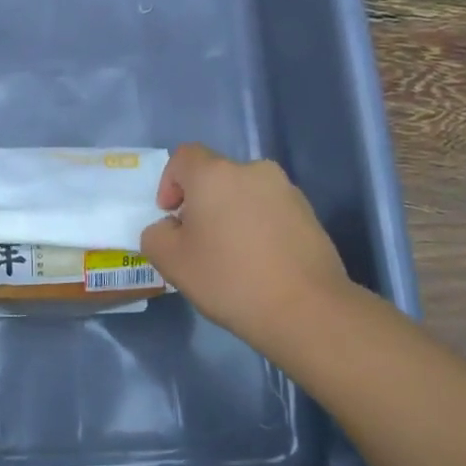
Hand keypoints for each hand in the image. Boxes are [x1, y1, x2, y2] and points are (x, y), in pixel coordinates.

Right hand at [141, 143, 352, 355]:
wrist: (306, 309)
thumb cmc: (229, 278)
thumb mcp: (170, 261)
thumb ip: (156, 234)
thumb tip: (170, 227)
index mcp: (215, 174)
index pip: (184, 157)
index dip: (170, 182)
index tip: (172, 217)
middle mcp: (253, 171)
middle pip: (216, 176)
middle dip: (202, 203)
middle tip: (198, 242)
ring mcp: (286, 191)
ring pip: (245, 194)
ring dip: (232, 215)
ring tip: (232, 256)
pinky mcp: (309, 214)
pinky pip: (270, 211)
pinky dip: (258, 228)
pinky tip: (260, 263)